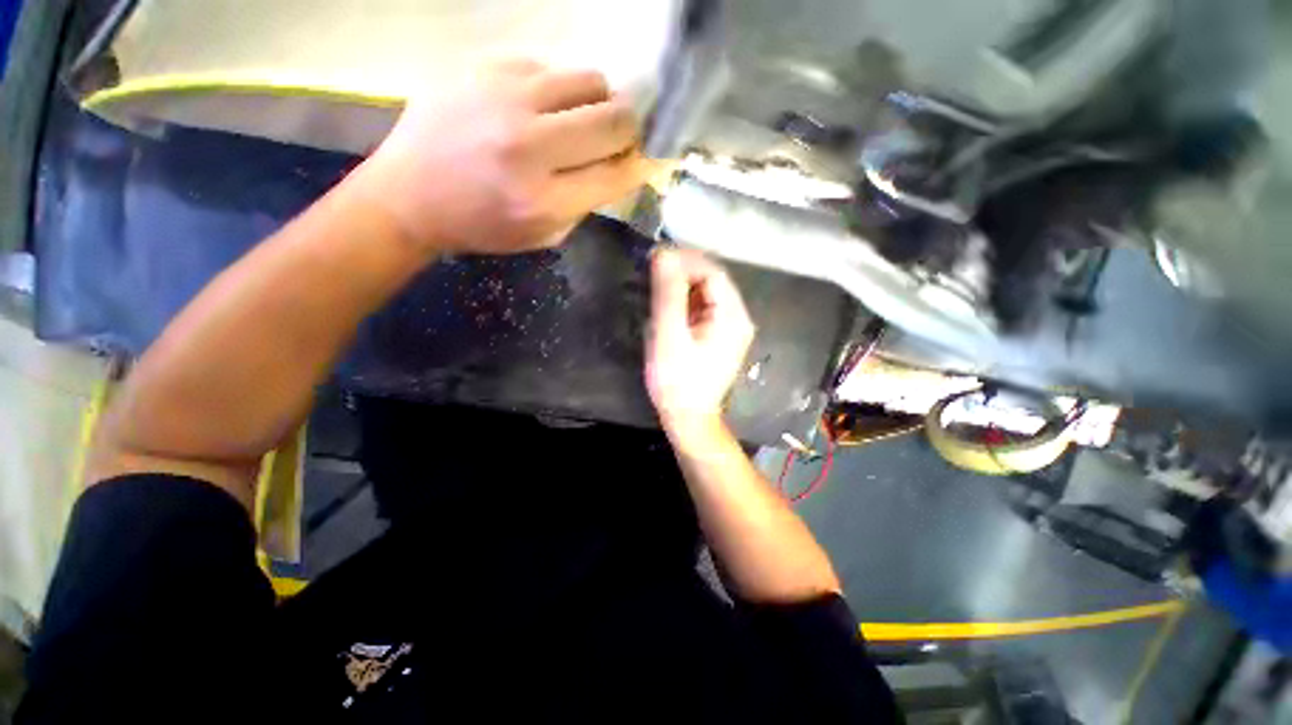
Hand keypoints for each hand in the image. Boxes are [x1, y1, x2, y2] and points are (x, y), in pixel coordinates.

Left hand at [356, 61, 649, 254]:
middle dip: (629, 132)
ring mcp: (506, 97)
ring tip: (582, 119)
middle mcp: (530, 145)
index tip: (644, 163)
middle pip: (615, 120)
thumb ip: (586, 204)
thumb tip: (621, 167)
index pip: (618, 173)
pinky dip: (559, 89)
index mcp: (544, 200)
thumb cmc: (482, 225)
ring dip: (600, 103)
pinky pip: (551, 65)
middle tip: (618, 140)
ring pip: (592, 80)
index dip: (640, 166)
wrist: (410, 194)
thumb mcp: (544, 235)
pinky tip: (541, 106)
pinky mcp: (485, 66)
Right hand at [646, 249, 755, 430]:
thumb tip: (664, 253)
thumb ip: (668, 293)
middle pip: (712, 281)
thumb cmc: (677, 380)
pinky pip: (702, 309)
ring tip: (655, 284)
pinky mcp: (717, 337)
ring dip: (682, 285)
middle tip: (652, 269)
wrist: (688, 418)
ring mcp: (729, 329)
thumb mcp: (669, 335)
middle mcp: (737, 318)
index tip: (656, 257)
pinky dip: (684, 301)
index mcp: (733, 316)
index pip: (712, 272)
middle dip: (683, 271)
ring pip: (706, 294)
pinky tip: (666, 304)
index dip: (685, 260)